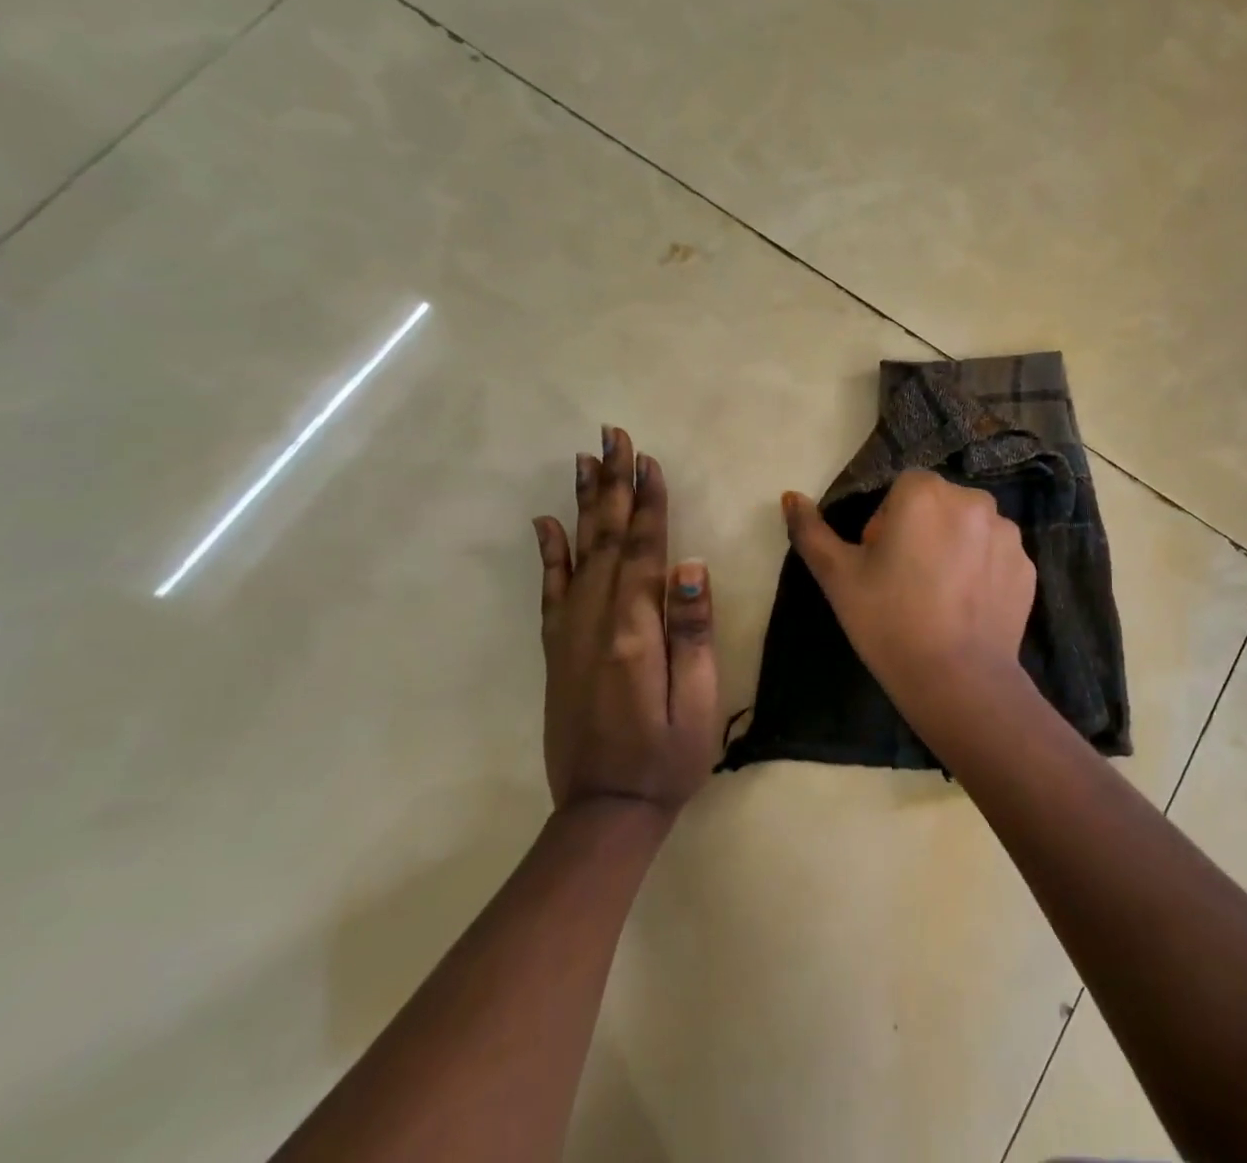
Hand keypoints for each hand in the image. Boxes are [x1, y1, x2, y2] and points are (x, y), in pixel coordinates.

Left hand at [534, 428, 717, 816]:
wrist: (605, 810)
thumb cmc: (668, 756)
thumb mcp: (698, 700)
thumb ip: (693, 631)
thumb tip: (692, 566)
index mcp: (635, 630)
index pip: (644, 549)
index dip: (647, 502)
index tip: (646, 458)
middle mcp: (596, 621)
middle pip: (606, 538)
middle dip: (612, 484)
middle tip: (612, 435)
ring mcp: (570, 634)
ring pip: (577, 553)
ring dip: (583, 504)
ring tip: (584, 460)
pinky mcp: (557, 650)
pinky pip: (551, 590)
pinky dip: (550, 552)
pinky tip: (548, 522)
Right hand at [781, 470, 1036, 732]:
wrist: (957, 680)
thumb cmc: (888, 620)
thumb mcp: (837, 576)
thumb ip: (810, 530)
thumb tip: (790, 496)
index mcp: (925, 493)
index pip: (902, 488)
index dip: (886, 522)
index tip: (880, 562)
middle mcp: (973, 500)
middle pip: (938, 503)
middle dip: (922, 529)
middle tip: (905, 580)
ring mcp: (1007, 534)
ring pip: (969, 527)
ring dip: (954, 546)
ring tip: (940, 596)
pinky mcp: (1028, 566)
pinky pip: (996, 555)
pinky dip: (982, 570)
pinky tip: (967, 607)